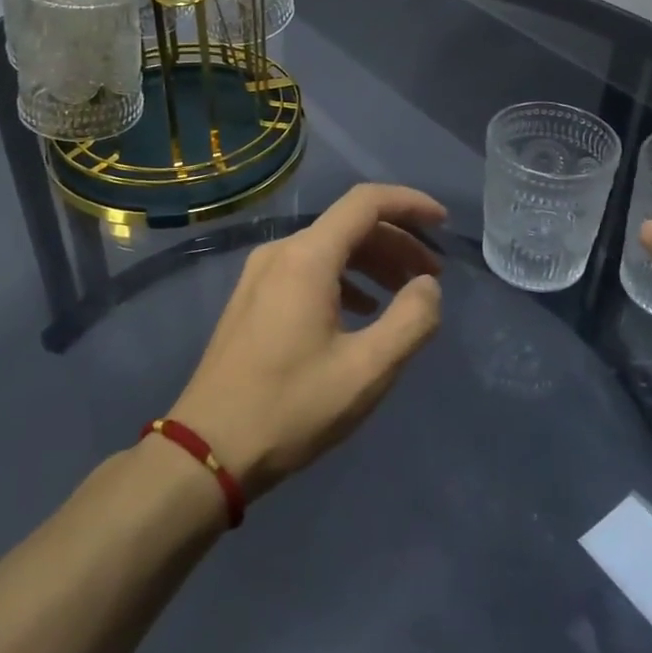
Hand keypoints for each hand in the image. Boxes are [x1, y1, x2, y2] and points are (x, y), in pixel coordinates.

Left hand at [169, 184, 446, 500]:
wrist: (208, 449)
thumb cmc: (291, 407)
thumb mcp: (366, 370)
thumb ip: (410, 321)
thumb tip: (428, 286)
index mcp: (307, 257)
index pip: (366, 202)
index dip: (410, 204)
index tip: (443, 224)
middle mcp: (281, 252)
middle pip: (349, 225)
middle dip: (397, 242)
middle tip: (432, 275)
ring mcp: (260, 274)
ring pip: (328, 248)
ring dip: (372, 262)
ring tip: (404, 294)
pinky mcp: (252, 298)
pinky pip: (308, 269)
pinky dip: (344, 279)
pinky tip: (361, 311)